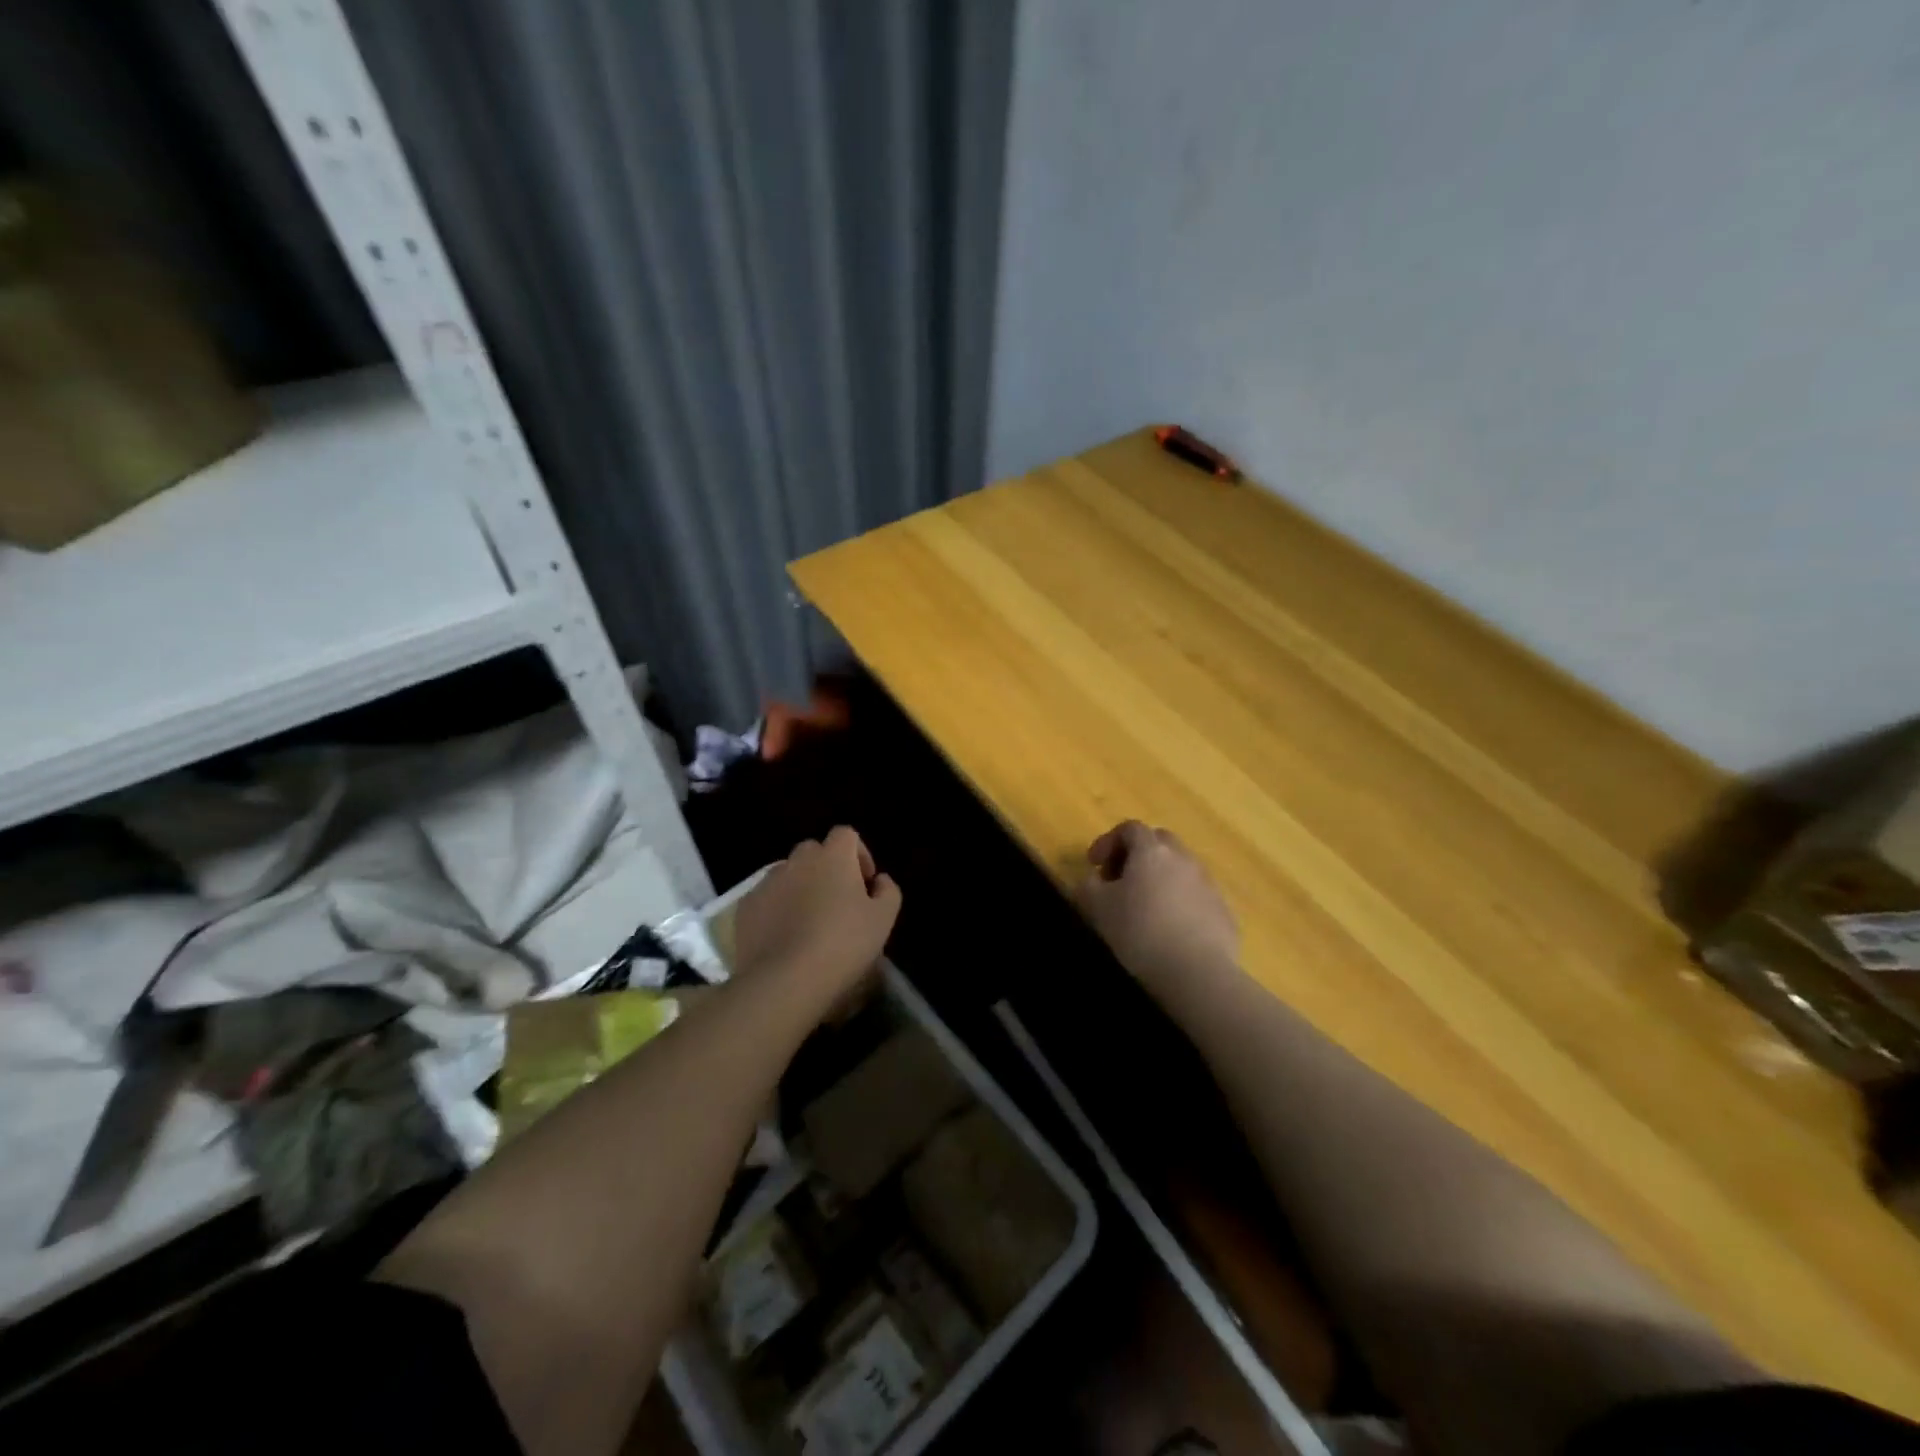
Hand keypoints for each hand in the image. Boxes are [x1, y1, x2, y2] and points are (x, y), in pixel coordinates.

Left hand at [732, 826, 900, 999]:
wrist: (784, 979)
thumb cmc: (843, 943)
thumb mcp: (883, 920)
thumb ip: (888, 891)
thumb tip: (880, 880)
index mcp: (833, 856)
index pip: (846, 834)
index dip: (859, 854)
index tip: (865, 882)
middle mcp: (798, 860)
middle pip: (815, 851)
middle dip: (828, 868)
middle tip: (838, 901)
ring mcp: (768, 882)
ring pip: (788, 874)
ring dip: (801, 887)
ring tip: (809, 921)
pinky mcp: (746, 907)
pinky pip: (767, 898)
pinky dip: (777, 908)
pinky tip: (785, 937)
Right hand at [1075, 821, 1239, 995]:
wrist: (1197, 973)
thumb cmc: (1139, 932)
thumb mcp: (1096, 907)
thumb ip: (1088, 886)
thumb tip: (1092, 879)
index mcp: (1152, 851)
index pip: (1130, 828)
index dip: (1108, 841)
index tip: (1094, 865)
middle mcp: (1184, 859)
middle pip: (1160, 842)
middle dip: (1137, 856)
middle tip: (1119, 881)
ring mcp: (1209, 885)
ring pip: (1181, 870)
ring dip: (1161, 879)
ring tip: (1145, 909)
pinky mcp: (1224, 913)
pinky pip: (1197, 897)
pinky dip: (1181, 903)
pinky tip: (1171, 931)